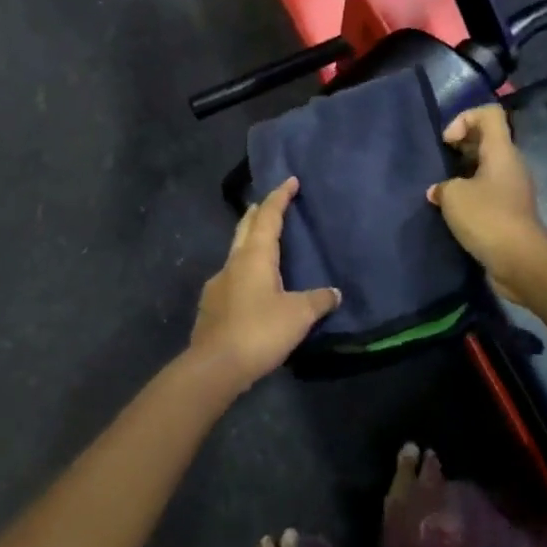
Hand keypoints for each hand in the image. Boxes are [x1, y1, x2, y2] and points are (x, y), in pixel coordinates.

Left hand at [189, 178, 340, 390]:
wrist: (214, 367)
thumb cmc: (259, 331)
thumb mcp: (298, 315)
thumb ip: (318, 301)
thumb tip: (335, 293)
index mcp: (255, 256)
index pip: (268, 216)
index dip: (280, 197)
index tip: (290, 180)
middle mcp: (233, 262)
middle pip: (246, 227)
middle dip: (259, 212)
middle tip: (271, 202)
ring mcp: (218, 284)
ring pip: (236, 251)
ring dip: (249, 240)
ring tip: (263, 244)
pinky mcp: (211, 306)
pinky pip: (231, 277)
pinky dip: (243, 270)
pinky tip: (250, 286)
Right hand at [428, 105, 546, 304]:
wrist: (521, 262)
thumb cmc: (488, 218)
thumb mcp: (453, 196)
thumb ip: (442, 186)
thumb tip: (439, 191)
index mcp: (502, 151)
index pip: (489, 114)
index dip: (464, 118)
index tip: (448, 142)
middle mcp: (510, 164)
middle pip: (486, 139)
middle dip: (460, 146)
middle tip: (440, 163)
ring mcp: (512, 188)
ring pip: (486, 167)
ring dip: (463, 173)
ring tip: (443, 189)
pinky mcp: (510, 211)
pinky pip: (488, 191)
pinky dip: (470, 195)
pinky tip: (453, 211)